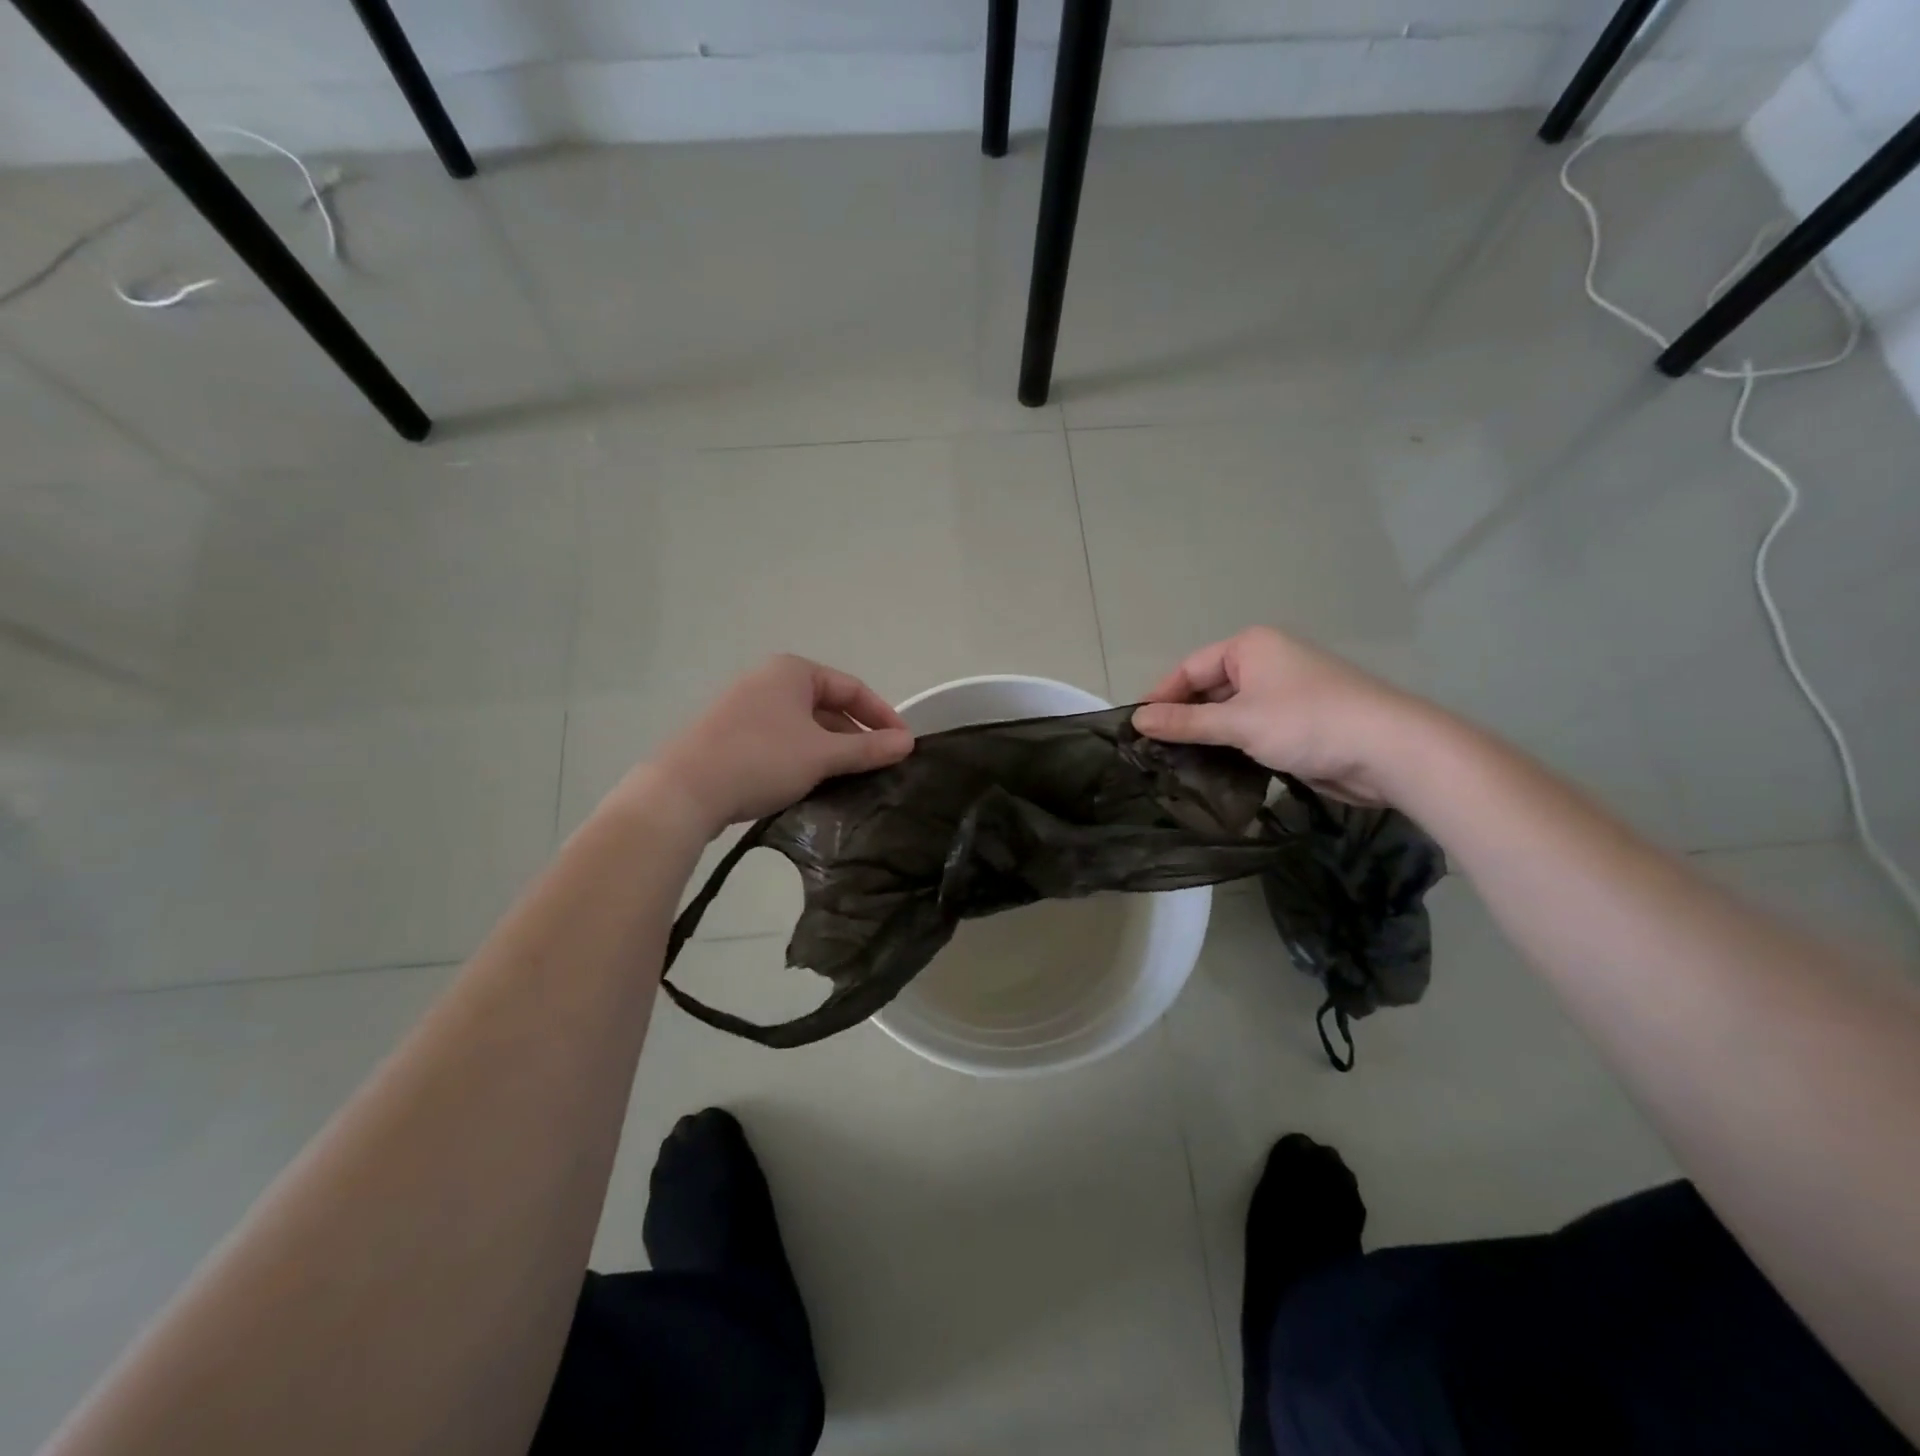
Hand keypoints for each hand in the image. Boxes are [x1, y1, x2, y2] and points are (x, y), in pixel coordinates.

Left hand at [632, 656, 913, 834]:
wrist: (684, 791)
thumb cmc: (761, 759)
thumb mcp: (822, 755)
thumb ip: (868, 748)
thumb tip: (907, 743)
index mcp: (792, 671)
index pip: (852, 688)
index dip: (883, 716)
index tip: (904, 746)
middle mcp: (768, 681)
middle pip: (828, 706)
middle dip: (856, 736)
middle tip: (878, 767)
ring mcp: (746, 707)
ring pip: (804, 727)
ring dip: (831, 751)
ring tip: (850, 780)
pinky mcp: (731, 735)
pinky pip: (781, 741)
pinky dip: (803, 758)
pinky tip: (812, 784)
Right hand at [1132, 627, 1430, 804]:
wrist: (1388, 751)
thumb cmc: (1307, 722)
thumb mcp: (1239, 722)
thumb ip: (1185, 722)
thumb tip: (1136, 720)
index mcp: (1250, 647)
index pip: (1190, 668)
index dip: (1161, 697)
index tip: (1134, 728)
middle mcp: (1265, 663)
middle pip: (1208, 689)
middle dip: (1183, 718)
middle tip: (1150, 751)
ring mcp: (1283, 694)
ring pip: (1229, 713)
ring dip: (1206, 736)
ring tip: (1172, 765)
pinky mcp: (1296, 724)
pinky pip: (1250, 730)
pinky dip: (1230, 747)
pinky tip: (1210, 770)